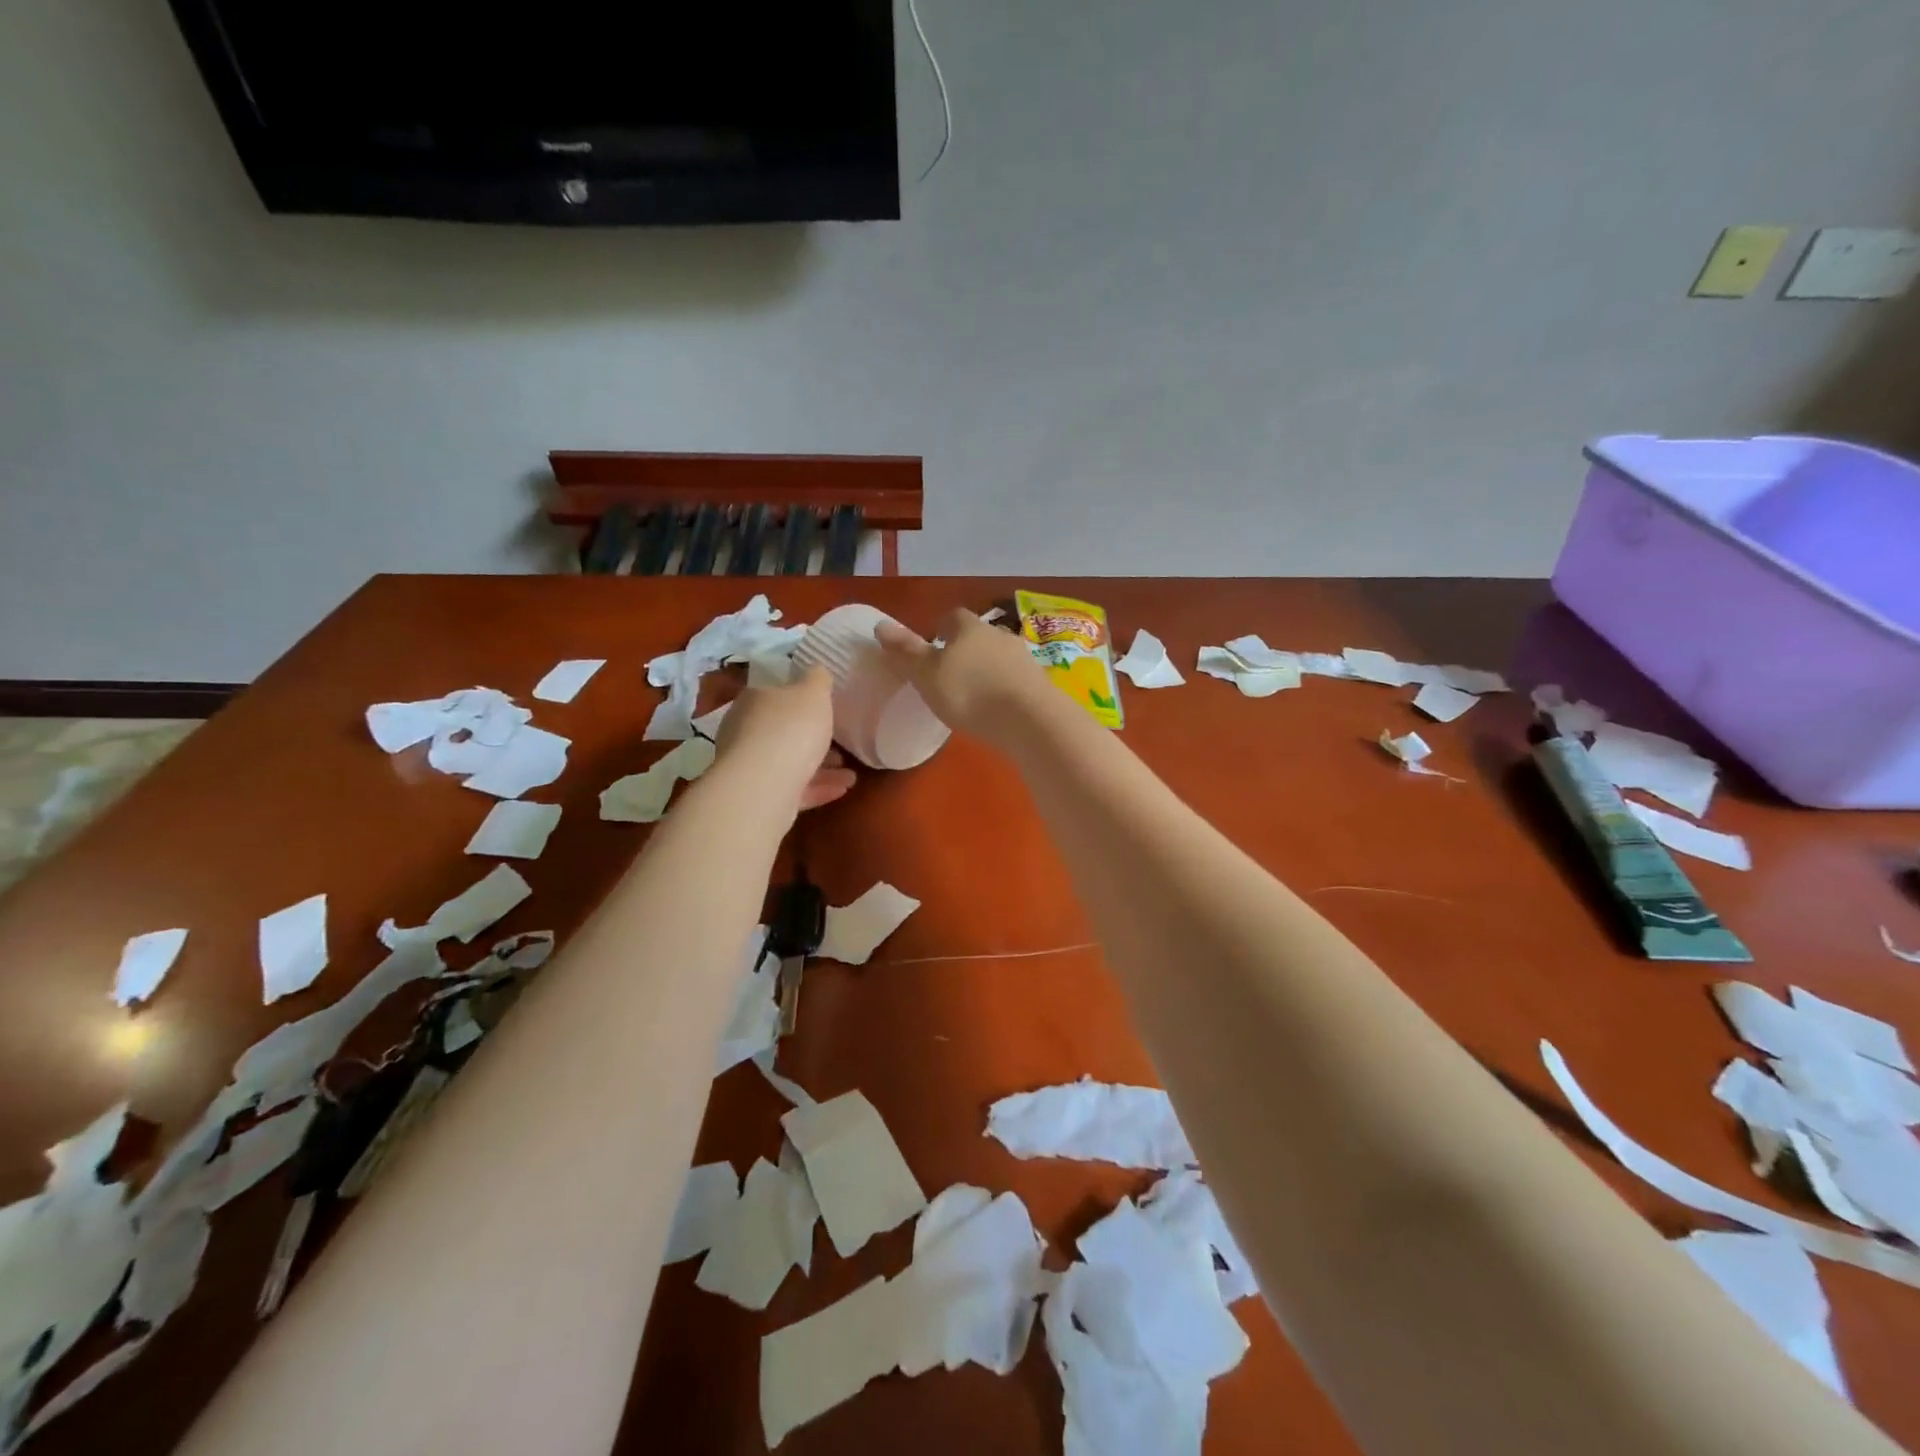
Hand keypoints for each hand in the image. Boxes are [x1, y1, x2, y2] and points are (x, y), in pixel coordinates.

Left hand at [712, 667, 856, 810]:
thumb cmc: (790, 728)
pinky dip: (818, 788)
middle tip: (841, 745)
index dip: (802, 702)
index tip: (826, 711)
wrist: (764, 785)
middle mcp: (745, 731)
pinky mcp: (759, 797)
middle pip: (783, 732)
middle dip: (813, 739)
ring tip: (850, 773)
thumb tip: (817, 669)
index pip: (775, 695)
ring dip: (821, 767)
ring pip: (789, 763)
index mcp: (754, 700)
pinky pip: (793, 789)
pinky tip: (843, 788)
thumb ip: (818, 679)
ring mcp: (750, 767)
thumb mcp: (814, 692)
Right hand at [876, 609, 1051, 744]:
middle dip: (966, 648)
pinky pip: (1015, 678)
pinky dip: (1005, 686)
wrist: (1030, 720)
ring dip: (987, 667)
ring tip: (974, 691)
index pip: (952, 617)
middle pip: (978, 634)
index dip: (940, 628)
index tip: (933, 643)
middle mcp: (998, 634)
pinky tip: (998, 706)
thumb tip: (880, 624)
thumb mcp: (928, 675)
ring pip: (999, 655)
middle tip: (951, 670)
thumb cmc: (969, 693)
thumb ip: (906, 652)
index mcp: (968, 628)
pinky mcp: (1039, 682)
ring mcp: (1023, 657)